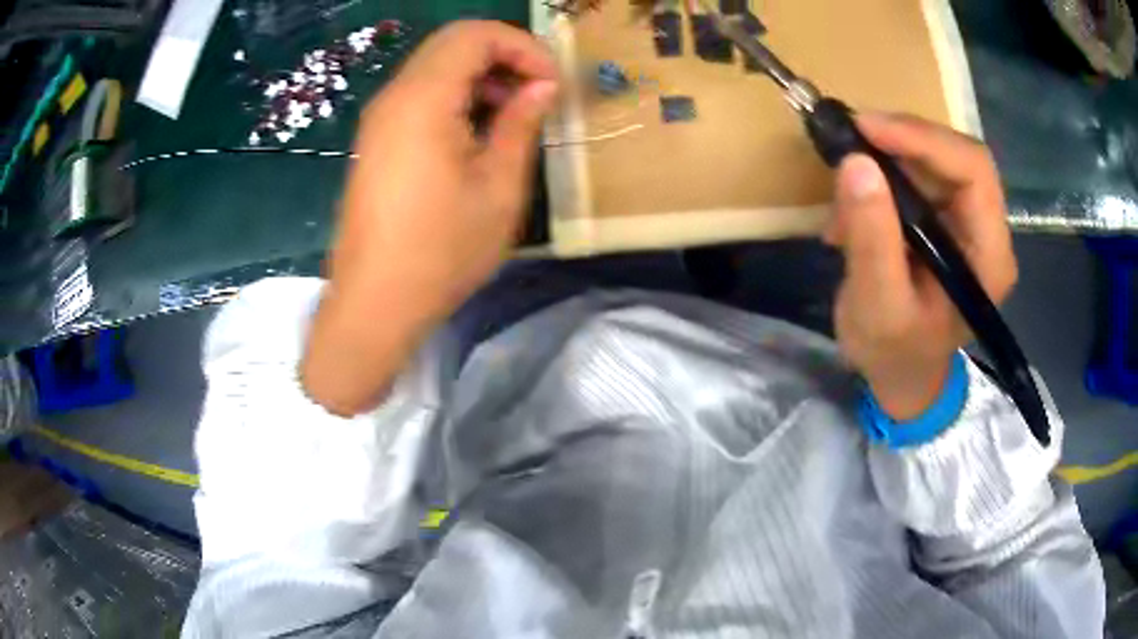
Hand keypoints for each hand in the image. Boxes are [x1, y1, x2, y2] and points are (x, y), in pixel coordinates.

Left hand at [301, 21, 559, 415]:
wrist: (374, 303)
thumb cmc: (441, 252)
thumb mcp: (498, 189)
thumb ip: (520, 125)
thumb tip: (541, 88)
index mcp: (423, 100)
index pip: (474, 35)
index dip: (522, 46)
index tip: (551, 83)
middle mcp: (394, 97)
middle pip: (452, 43)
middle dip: (503, 56)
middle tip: (537, 94)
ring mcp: (379, 119)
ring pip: (435, 67)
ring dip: (480, 77)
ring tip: (513, 116)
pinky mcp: (376, 140)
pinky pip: (420, 96)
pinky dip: (456, 97)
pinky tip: (477, 133)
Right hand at [824, 113, 1016, 420]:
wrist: (900, 374)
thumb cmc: (895, 354)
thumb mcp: (878, 306)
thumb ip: (872, 239)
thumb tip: (856, 162)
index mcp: (989, 256)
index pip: (974, 170)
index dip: (924, 139)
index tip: (866, 129)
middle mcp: (987, 230)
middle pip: (954, 156)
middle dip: (901, 143)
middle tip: (850, 141)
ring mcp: (966, 222)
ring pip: (932, 160)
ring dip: (885, 163)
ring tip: (846, 194)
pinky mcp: (944, 219)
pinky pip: (916, 175)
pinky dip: (881, 178)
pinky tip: (854, 208)